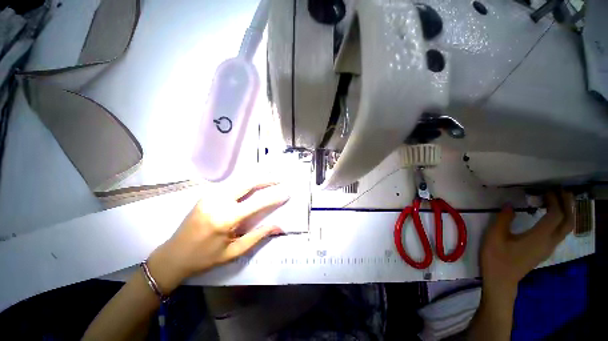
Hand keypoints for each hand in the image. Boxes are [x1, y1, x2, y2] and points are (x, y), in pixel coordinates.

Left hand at [147, 182, 289, 293]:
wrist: (172, 256)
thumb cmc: (205, 258)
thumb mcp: (233, 252)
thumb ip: (258, 236)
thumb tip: (278, 227)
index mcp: (225, 218)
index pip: (256, 203)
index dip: (273, 197)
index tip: (286, 193)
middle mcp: (218, 202)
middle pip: (247, 184)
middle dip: (265, 179)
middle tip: (279, 178)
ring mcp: (210, 196)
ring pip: (239, 181)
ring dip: (256, 179)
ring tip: (270, 178)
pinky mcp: (206, 195)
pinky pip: (230, 185)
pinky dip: (245, 183)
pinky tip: (253, 184)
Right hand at [480, 191, 573, 291]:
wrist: (501, 280)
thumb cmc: (496, 258)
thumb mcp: (494, 236)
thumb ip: (503, 219)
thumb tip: (509, 204)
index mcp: (538, 238)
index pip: (556, 215)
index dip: (554, 200)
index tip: (546, 190)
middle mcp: (549, 242)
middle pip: (568, 222)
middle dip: (568, 205)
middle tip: (562, 191)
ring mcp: (548, 248)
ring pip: (567, 228)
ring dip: (567, 212)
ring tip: (559, 200)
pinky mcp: (544, 251)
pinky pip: (560, 233)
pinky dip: (561, 221)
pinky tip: (552, 216)